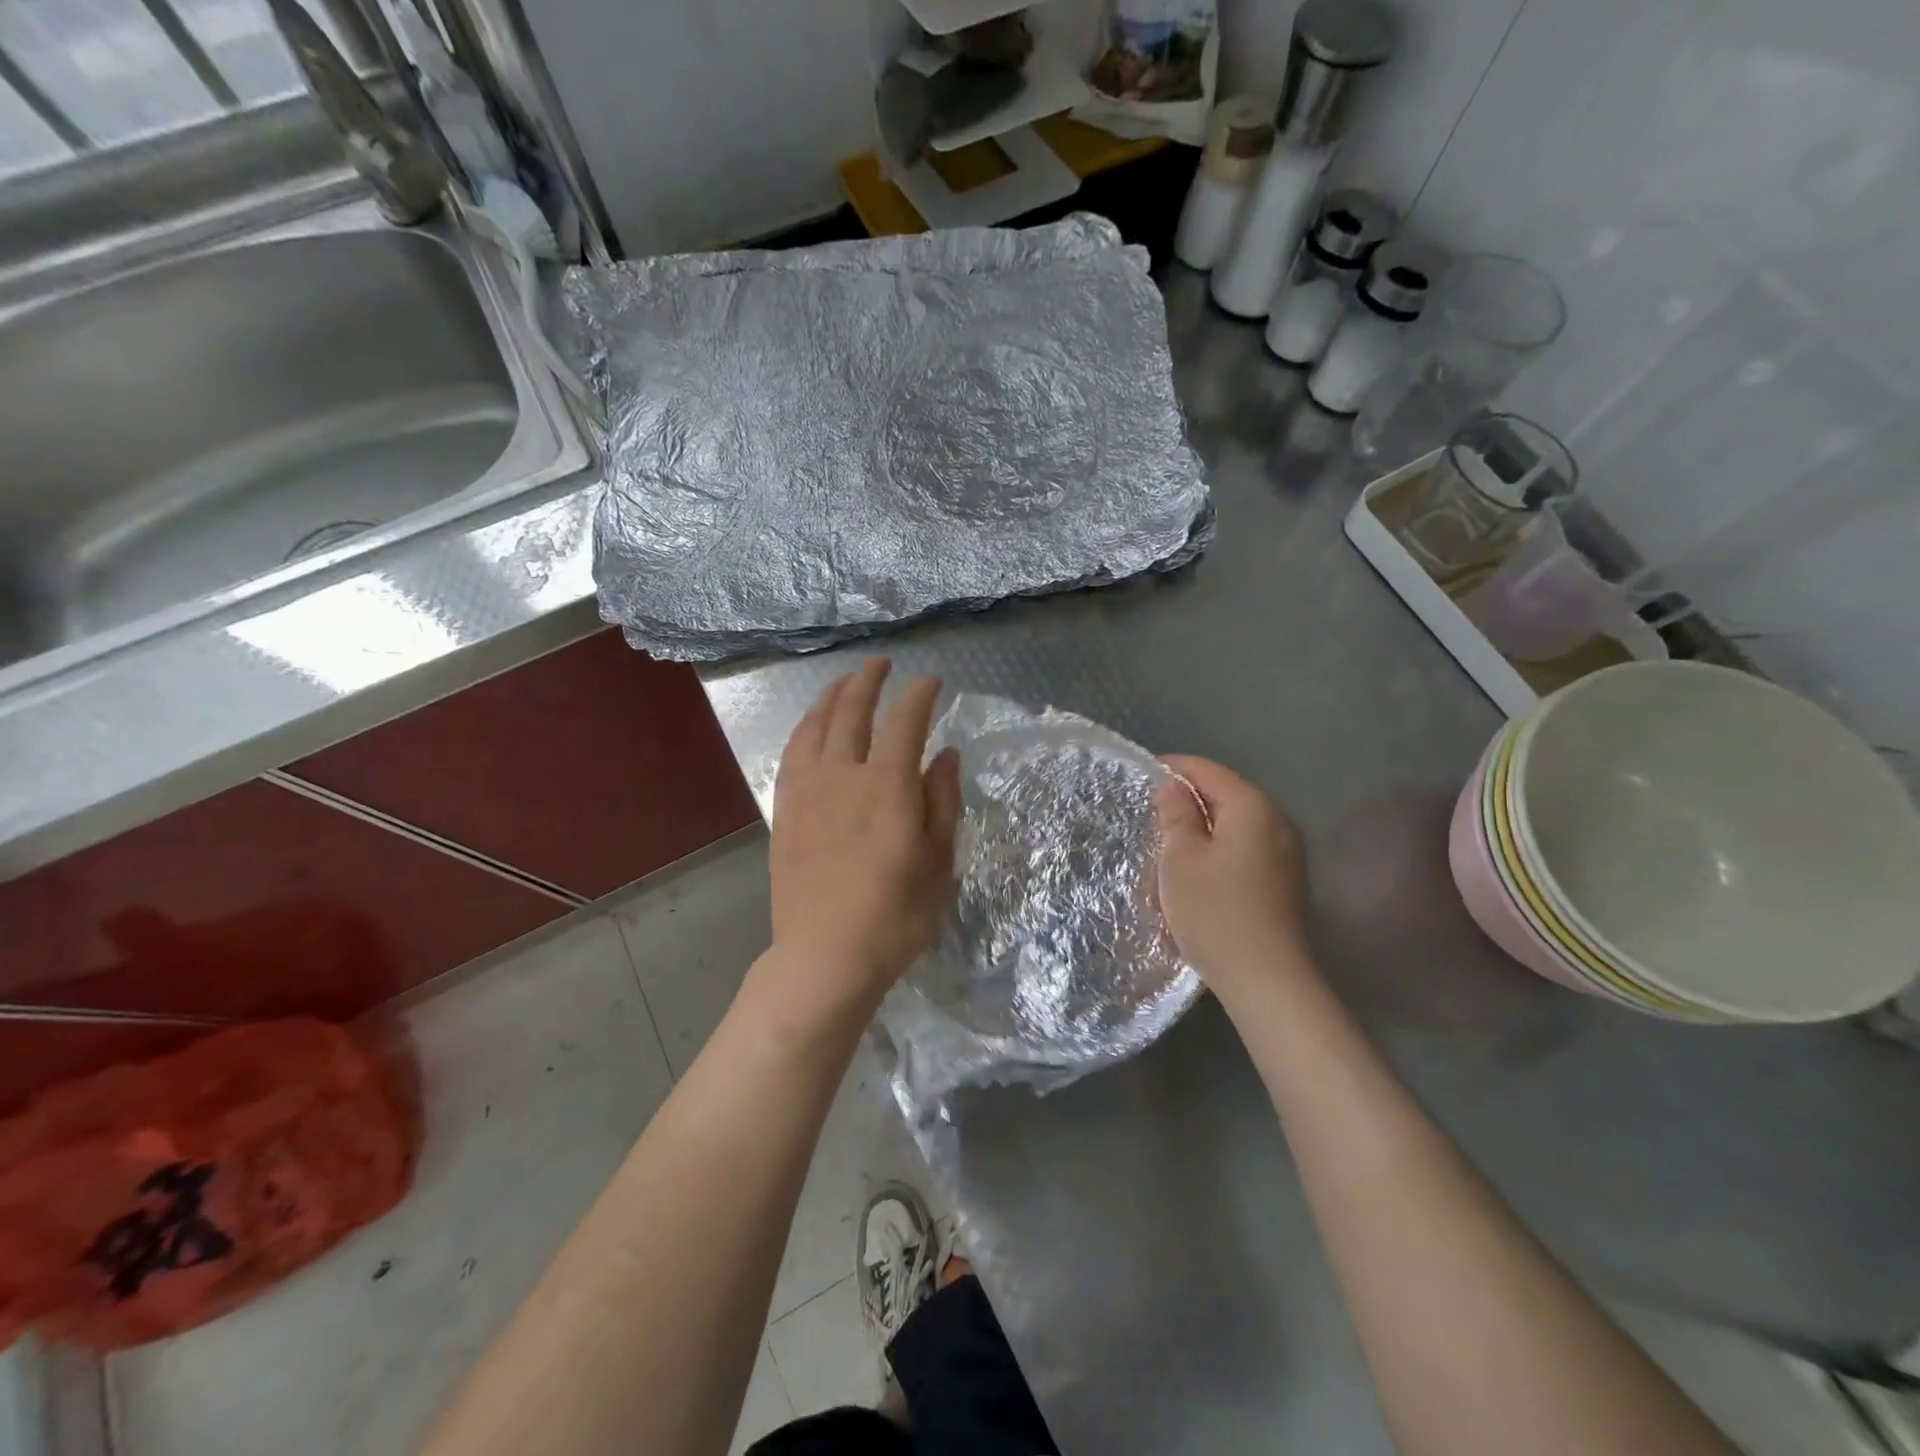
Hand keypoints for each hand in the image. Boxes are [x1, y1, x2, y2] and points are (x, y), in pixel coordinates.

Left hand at [763, 659, 961, 1018]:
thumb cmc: (895, 916)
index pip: (904, 721)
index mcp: (888, 786)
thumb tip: (945, 754)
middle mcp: (843, 775)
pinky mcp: (785, 810)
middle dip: (868, 680)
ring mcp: (807, 790)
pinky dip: (805, 728)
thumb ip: (943, 801)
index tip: (931, 682)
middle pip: (852, 711)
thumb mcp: (939, 863)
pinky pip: (792, 753)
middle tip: (881, 664)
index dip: (919, 695)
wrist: (824, 957)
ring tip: (845, 683)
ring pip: (815, 725)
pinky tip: (811, 726)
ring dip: (832, 696)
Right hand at [1155, 755, 1311, 999]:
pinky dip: (1220, 850)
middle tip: (1151, 817)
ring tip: (1170, 848)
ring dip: (1203, 830)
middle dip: (1188, 802)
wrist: (1268, 980)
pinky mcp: (1287, 880)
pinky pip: (1247, 849)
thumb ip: (1176, 815)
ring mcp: (1288, 852)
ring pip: (1236, 825)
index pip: (1207, 770)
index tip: (1143, 777)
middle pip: (1225, 795)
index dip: (1173, 769)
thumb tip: (1173, 786)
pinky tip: (1199, 874)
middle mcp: (1277, 821)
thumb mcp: (1180, 859)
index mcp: (1252, 807)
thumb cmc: (1215, 913)